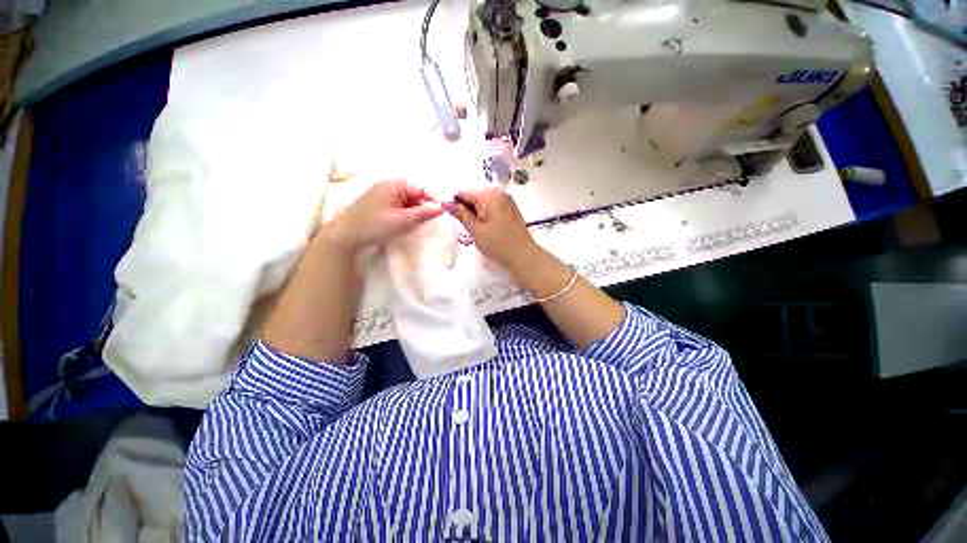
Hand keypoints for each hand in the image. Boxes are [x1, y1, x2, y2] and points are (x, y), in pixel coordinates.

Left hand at [326, 179, 442, 251]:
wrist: (345, 235)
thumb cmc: (375, 226)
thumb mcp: (403, 221)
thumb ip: (424, 213)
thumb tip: (441, 207)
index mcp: (394, 184)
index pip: (421, 188)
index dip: (432, 201)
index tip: (439, 215)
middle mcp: (387, 184)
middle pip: (414, 193)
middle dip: (422, 206)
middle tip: (426, 222)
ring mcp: (381, 192)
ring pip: (406, 199)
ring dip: (413, 211)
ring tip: (413, 224)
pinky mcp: (377, 202)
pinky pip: (397, 204)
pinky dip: (404, 212)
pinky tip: (402, 223)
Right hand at [449, 187, 539, 270]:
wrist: (523, 255)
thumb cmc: (498, 244)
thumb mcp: (476, 230)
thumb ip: (461, 214)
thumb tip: (446, 203)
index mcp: (489, 195)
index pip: (464, 193)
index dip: (455, 204)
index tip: (452, 218)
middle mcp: (499, 193)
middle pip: (474, 196)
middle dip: (467, 209)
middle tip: (467, 227)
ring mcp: (506, 200)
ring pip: (483, 203)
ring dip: (476, 213)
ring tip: (477, 230)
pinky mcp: (510, 209)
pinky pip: (493, 207)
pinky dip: (486, 215)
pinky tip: (486, 229)